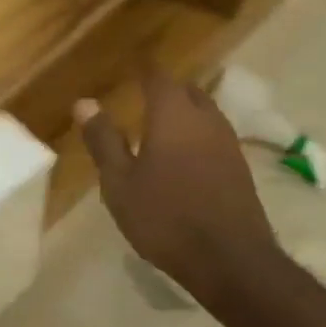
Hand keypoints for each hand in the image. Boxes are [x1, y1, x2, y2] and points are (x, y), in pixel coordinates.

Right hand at [75, 68, 279, 306]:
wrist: (229, 258)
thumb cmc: (165, 217)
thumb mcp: (120, 182)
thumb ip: (104, 140)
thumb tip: (85, 103)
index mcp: (173, 114)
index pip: (158, 76)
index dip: (144, 70)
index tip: (131, 68)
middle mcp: (206, 119)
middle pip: (186, 91)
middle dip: (166, 90)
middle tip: (143, 98)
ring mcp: (228, 142)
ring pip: (205, 113)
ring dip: (184, 114)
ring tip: (161, 128)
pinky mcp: (240, 168)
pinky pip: (214, 137)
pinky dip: (197, 137)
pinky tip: (184, 159)